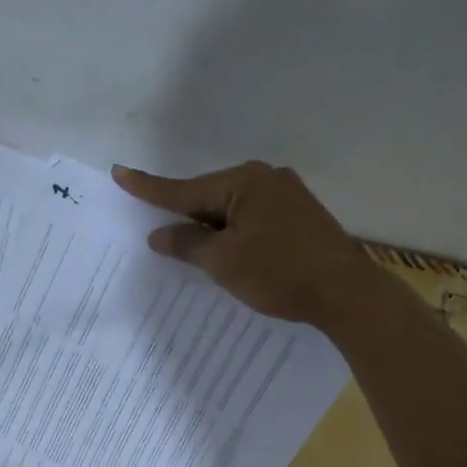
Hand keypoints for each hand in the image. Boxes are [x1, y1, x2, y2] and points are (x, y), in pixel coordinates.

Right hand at [110, 160, 374, 327]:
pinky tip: (228, 251)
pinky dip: (234, 234)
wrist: (347, 294)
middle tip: (157, 231)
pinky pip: (252, 219)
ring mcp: (287, 195)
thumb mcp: (223, 262)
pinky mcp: (300, 216)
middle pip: (210, 197)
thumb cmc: (279, 273)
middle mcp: (266, 179)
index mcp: (244, 182)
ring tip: (192, 249)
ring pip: (232, 210)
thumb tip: (160, 235)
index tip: (119, 172)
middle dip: (185, 215)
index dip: (149, 188)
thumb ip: (187, 245)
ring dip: (211, 229)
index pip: (185, 189)